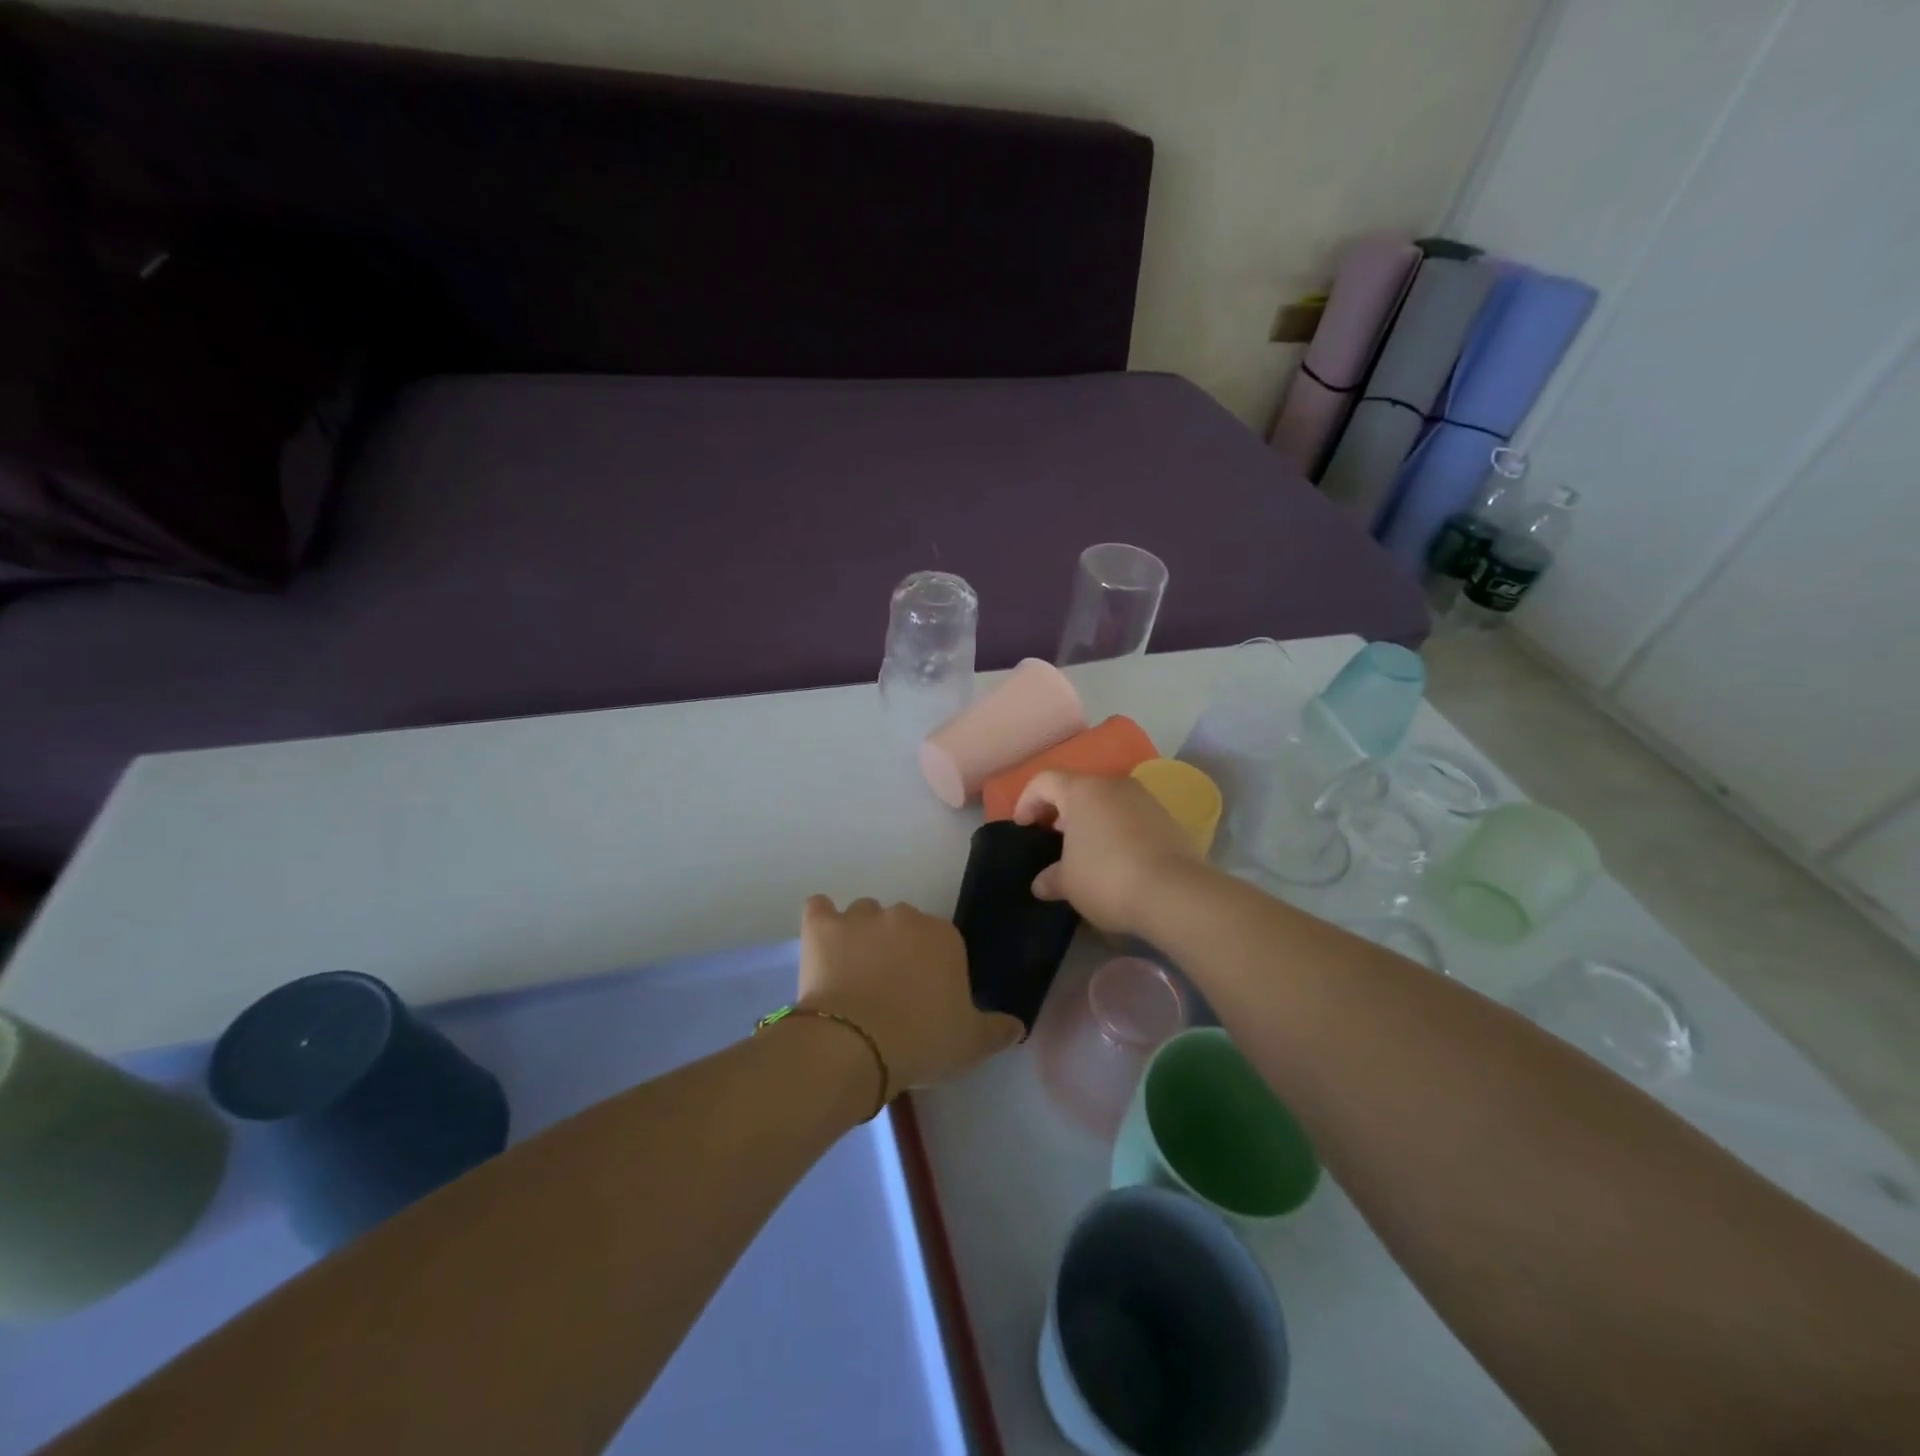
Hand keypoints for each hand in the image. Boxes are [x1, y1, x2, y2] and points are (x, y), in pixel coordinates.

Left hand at [797, 896, 1022, 1092]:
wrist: (856, 1044)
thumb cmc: (920, 1041)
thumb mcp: (970, 1044)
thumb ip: (997, 1030)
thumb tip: (1018, 1026)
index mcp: (944, 936)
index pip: (942, 942)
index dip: (932, 968)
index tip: (924, 997)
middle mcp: (905, 916)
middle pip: (903, 925)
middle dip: (897, 948)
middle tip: (888, 989)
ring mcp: (861, 917)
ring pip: (863, 914)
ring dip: (861, 934)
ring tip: (852, 972)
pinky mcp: (822, 926)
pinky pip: (819, 908)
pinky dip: (821, 921)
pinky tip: (821, 943)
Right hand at [1013, 770, 1202, 934]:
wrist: (1175, 892)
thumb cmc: (1107, 878)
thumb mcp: (1068, 883)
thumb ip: (1051, 878)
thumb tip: (1041, 884)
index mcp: (1082, 791)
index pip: (1045, 781)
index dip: (1027, 800)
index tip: (1023, 826)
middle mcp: (1114, 785)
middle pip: (1079, 789)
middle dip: (1062, 811)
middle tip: (1053, 838)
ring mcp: (1146, 799)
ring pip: (1108, 802)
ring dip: (1093, 821)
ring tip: (1086, 852)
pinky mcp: (1169, 819)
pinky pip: (1133, 818)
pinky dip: (1118, 831)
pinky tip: (1117, 860)